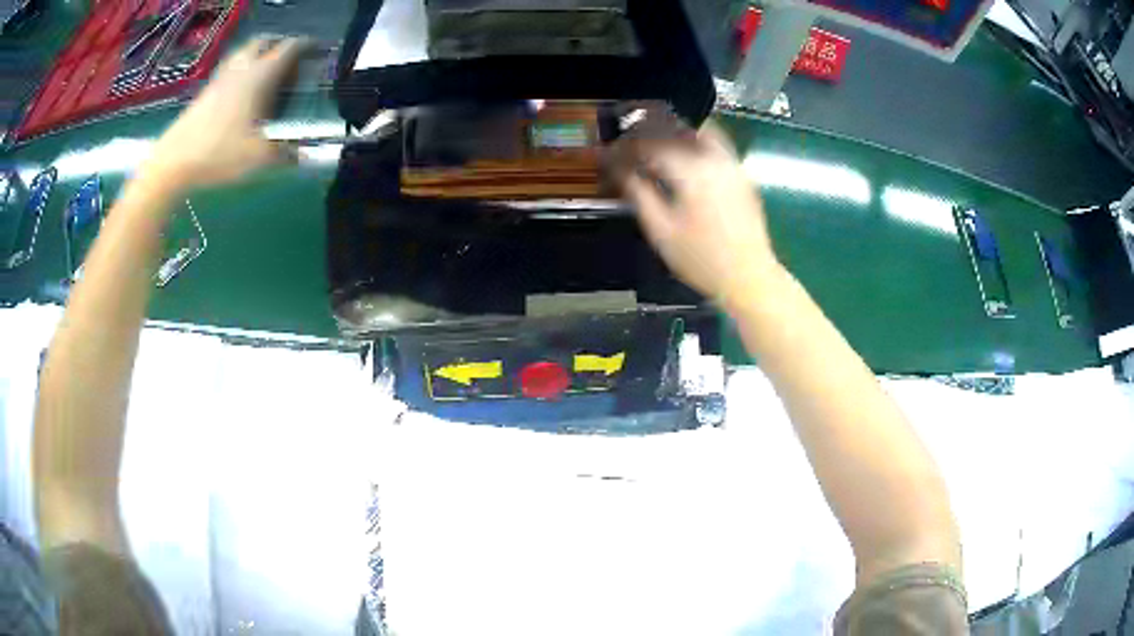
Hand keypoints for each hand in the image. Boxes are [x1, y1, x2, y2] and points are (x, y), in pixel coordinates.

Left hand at [141, 37, 310, 189]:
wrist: (173, 162)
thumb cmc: (219, 153)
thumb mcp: (259, 158)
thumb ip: (284, 154)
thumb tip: (302, 156)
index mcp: (260, 75)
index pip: (289, 48)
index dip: (307, 46)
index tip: (317, 51)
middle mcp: (242, 69)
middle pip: (264, 41)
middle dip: (280, 45)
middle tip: (289, 61)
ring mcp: (220, 79)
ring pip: (243, 52)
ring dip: (258, 54)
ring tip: (266, 72)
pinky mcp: (205, 92)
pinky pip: (230, 69)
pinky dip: (241, 70)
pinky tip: (242, 91)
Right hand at [611, 120, 780, 301]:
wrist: (749, 277)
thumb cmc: (702, 260)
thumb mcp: (661, 232)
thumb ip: (639, 194)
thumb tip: (622, 171)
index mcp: (691, 171)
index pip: (649, 145)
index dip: (625, 148)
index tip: (610, 156)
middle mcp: (713, 159)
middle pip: (674, 131)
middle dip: (646, 136)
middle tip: (628, 149)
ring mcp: (731, 164)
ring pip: (697, 132)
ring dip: (672, 134)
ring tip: (655, 149)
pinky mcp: (741, 174)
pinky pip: (715, 144)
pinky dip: (694, 142)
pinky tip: (683, 159)